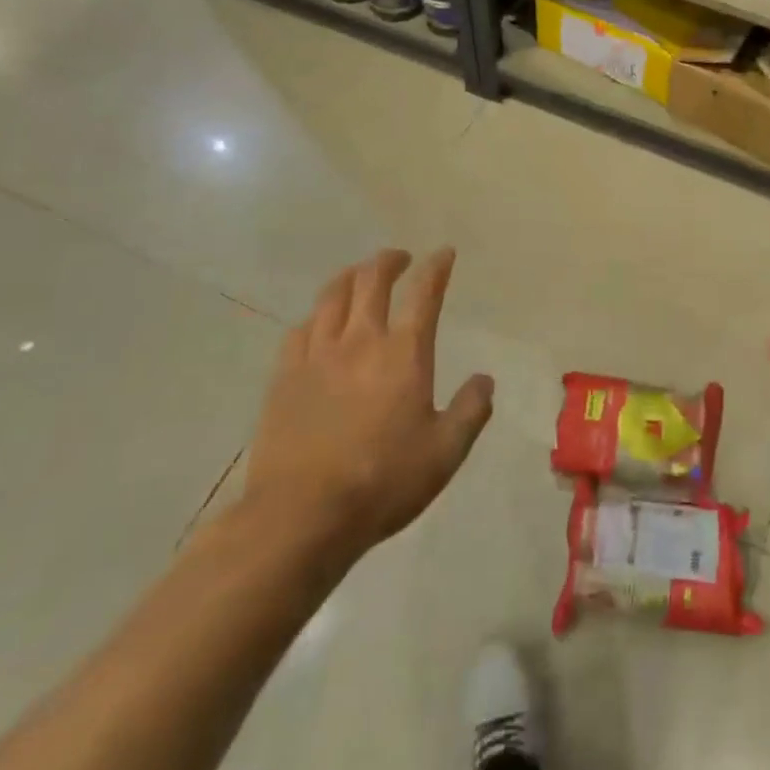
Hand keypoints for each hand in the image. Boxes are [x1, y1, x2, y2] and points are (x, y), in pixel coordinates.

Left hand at [243, 248, 493, 557]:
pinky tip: (319, 323)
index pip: (424, 292)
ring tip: (359, 276)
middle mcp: (360, 340)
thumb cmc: (383, 481)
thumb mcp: (446, 452)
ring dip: (351, 276)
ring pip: (332, 295)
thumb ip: (471, 410)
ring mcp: (317, 355)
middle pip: (371, 280)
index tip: (444, 254)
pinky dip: (316, 315)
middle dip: (389, 261)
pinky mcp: (284, 376)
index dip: (436, 267)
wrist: (302, 515)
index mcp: (404, 353)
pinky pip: (300, 329)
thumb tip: (485, 380)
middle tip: (400, 259)